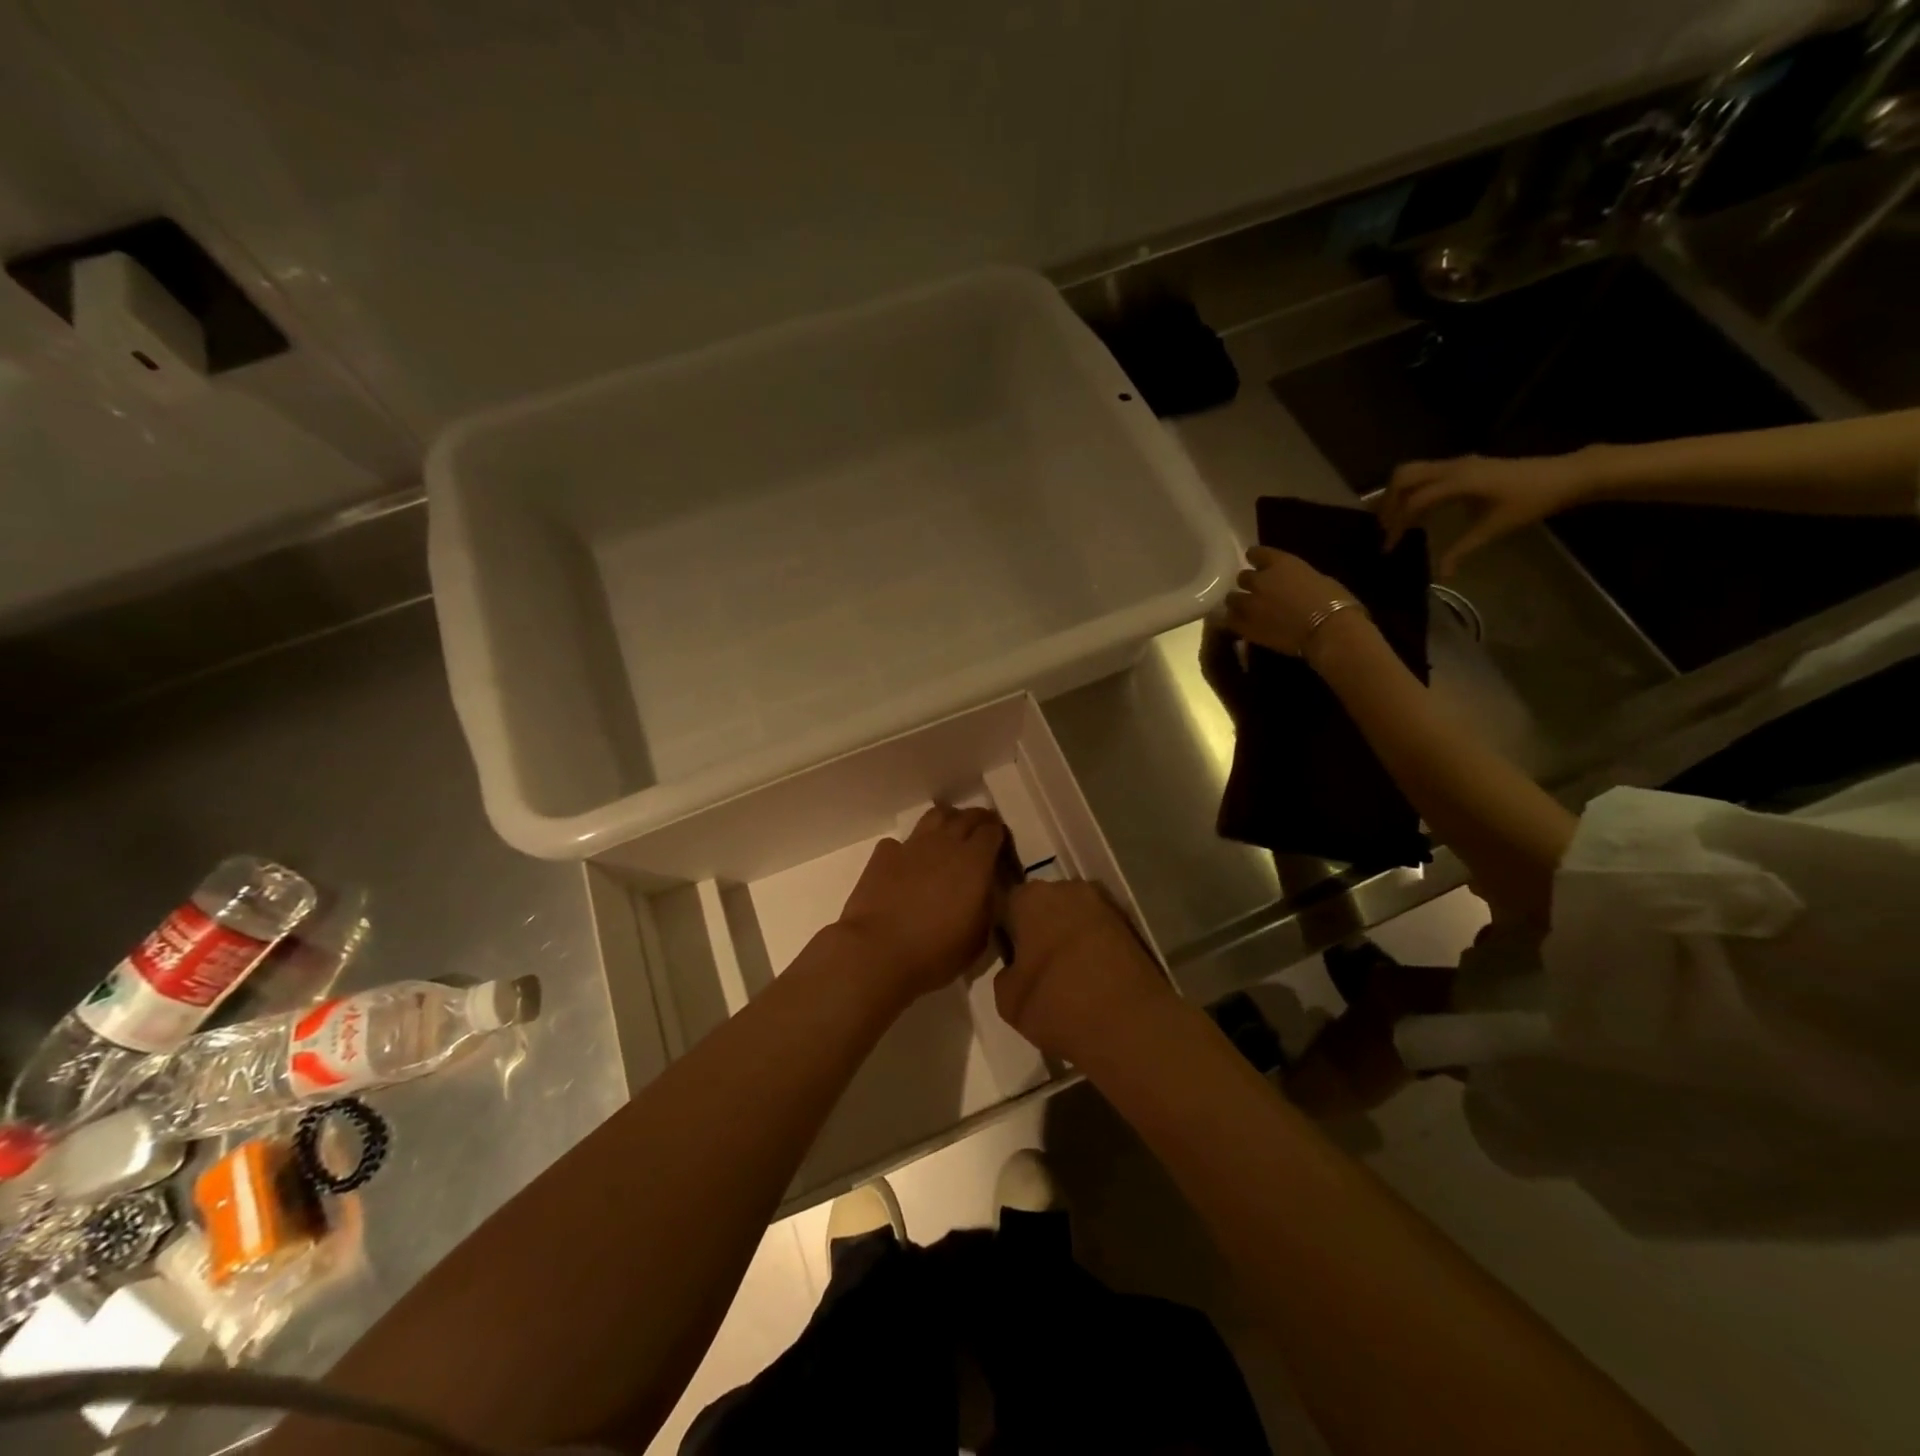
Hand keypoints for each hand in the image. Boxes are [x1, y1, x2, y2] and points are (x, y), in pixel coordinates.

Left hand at [836, 805, 1006, 1000]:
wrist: (878, 952)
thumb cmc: (936, 952)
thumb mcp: (979, 937)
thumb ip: (987, 905)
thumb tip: (986, 890)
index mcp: (974, 861)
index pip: (992, 831)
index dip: (998, 833)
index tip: (1000, 843)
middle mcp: (945, 844)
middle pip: (966, 816)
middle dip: (978, 820)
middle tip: (981, 830)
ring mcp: (912, 845)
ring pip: (935, 816)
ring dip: (947, 820)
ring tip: (949, 834)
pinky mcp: (884, 854)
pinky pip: (902, 841)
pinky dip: (910, 847)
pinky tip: (910, 862)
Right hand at [995, 880, 1171, 1063]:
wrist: (1131, 1025)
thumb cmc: (1057, 1005)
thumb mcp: (1007, 999)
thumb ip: (1005, 972)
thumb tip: (1018, 966)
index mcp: (1031, 898)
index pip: (1007, 903)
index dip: (1006, 930)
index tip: (1009, 956)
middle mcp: (1068, 888)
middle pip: (1044, 904)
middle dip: (1039, 927)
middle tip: (1036, 964)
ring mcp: (1104, 903)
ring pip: (1074, 915)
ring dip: (1068, 935)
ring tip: (1068, 973)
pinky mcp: (1131, 923)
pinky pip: (1100, 930)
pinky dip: (1094, 946)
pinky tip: (1093, 976)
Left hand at [1221, 546, 1366, 657]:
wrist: (1327, 630)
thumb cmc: (1334, 601)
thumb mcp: (1316, 577)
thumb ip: (1294, 577)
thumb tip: (1289, 583)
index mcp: (1280, 563)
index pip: (1256, 553)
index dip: (1256, 558)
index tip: (1257, 562)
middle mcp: (1259, 580)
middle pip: (1242, 577)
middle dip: (1248, 583)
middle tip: (1256, 592)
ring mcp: (1249, 603)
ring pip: (1232, 598)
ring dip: (1238, 602)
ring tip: (1246, 609)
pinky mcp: (1245, 626)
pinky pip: (1230, 620)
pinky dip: (1235, 620)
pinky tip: (1242, 624)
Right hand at [1379, 450, 1598, 575]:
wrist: (1565, 476)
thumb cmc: (1531, 501)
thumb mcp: (1494, 529)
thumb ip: (1461, 550)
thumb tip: (1441, 576)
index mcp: (1458, 482)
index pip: (1414, 501)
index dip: (1397, 525)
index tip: (1390, 548)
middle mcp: (1452, 467)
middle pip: (1403, 477)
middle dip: (1388, 502)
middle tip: (1385, 528)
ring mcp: (1458, 463)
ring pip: (1411, 471)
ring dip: (1397, 493)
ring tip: (1394, 519)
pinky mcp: (1463, 465)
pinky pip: (1425, 472)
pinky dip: (1412, 489)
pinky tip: (1417, 510)